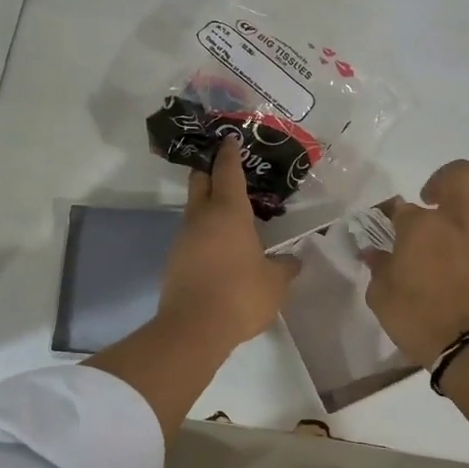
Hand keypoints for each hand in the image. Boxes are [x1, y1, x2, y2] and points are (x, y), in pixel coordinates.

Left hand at [156, 138, 299, 350]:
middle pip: (200, 181)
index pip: (227, 171)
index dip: (229, 153)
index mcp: (228, 212)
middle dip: (210, 170)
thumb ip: (285, 267)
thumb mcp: (275, 282)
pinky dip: (204, 231)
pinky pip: (192, 235)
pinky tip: (220, 246)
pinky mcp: (175, 260)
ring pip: (194, 209)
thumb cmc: (240, 295)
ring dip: (208, 205)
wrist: (193, 329)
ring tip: (230, 212)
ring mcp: (184, 238)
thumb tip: (293, 261)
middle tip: (224, 166)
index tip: (230, 139)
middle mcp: (202, 217)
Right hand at [364, 160, 468, 367]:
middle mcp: (457, 221)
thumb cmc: (417, 320)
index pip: (400, 206)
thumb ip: (378, 269)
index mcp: (420, 226)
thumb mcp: (380, 296)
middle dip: (445, 180)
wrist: (467, 348)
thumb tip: (375, 254)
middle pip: (460, 174)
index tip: (387, 227)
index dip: (391, 214)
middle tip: (434, 201)